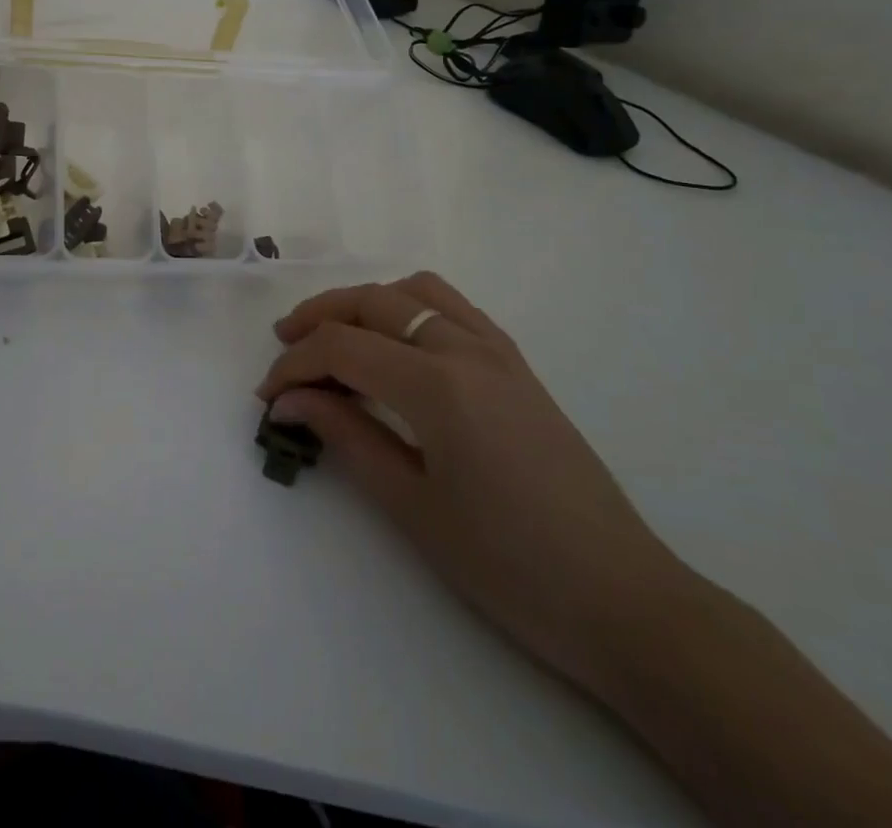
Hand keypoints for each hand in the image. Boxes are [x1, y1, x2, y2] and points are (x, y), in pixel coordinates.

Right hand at [257, 272, 694, 698]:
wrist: (623, 601)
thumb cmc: (509, 566)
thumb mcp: (413, 506)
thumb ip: (347, 437)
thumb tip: (290, 402)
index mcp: (438, 385)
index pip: (342, 348)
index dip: (294, 366)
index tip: (269, 397)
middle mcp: (466, 348)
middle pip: (372, 302)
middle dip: (317, 318)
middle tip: (284, 349)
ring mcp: (497, 351)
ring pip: (415, 290)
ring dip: (364, 302)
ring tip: (335, 335)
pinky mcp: (517, 364)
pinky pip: (453, 306)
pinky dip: (410, 306)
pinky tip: (396, 343)